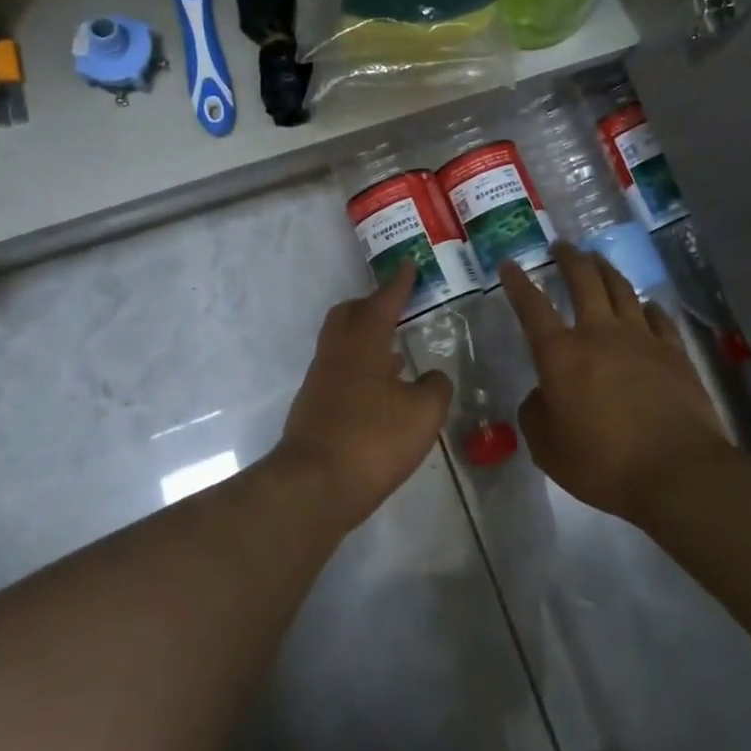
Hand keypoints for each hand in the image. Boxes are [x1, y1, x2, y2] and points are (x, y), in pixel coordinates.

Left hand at [276, 265, 454, 526]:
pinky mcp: (314, 407)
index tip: (408, 264)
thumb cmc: (373, 440)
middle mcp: (336, 353)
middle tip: (396, 307)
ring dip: (367, 339)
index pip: (383, 301)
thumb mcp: (423, 414)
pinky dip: (361, 369)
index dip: (398, 283)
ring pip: (342, 344)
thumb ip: (435, 388)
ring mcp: (320, 381)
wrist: (314, 486)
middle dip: (372, 305)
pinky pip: (340, 371)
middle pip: (348, 314)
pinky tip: (381, 391)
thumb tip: (433, 378)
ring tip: (396, 350)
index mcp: (363, 342)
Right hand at [501, 244, 728, 519]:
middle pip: (583, 281)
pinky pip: (658, 318)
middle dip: (569, 259)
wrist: (677, 472)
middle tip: (561, 246)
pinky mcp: (674, 353)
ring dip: (605, 270)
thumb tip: (541, 395)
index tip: (509, 264)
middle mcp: (600, 334)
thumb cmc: (602, 463)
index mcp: (561, 355)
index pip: (532, 307)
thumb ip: (535, 414)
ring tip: (596, 259)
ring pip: (621, 289)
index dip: (518, 283)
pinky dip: (646, 306)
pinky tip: (644, 304)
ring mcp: (642, 339)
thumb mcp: (547, 448)